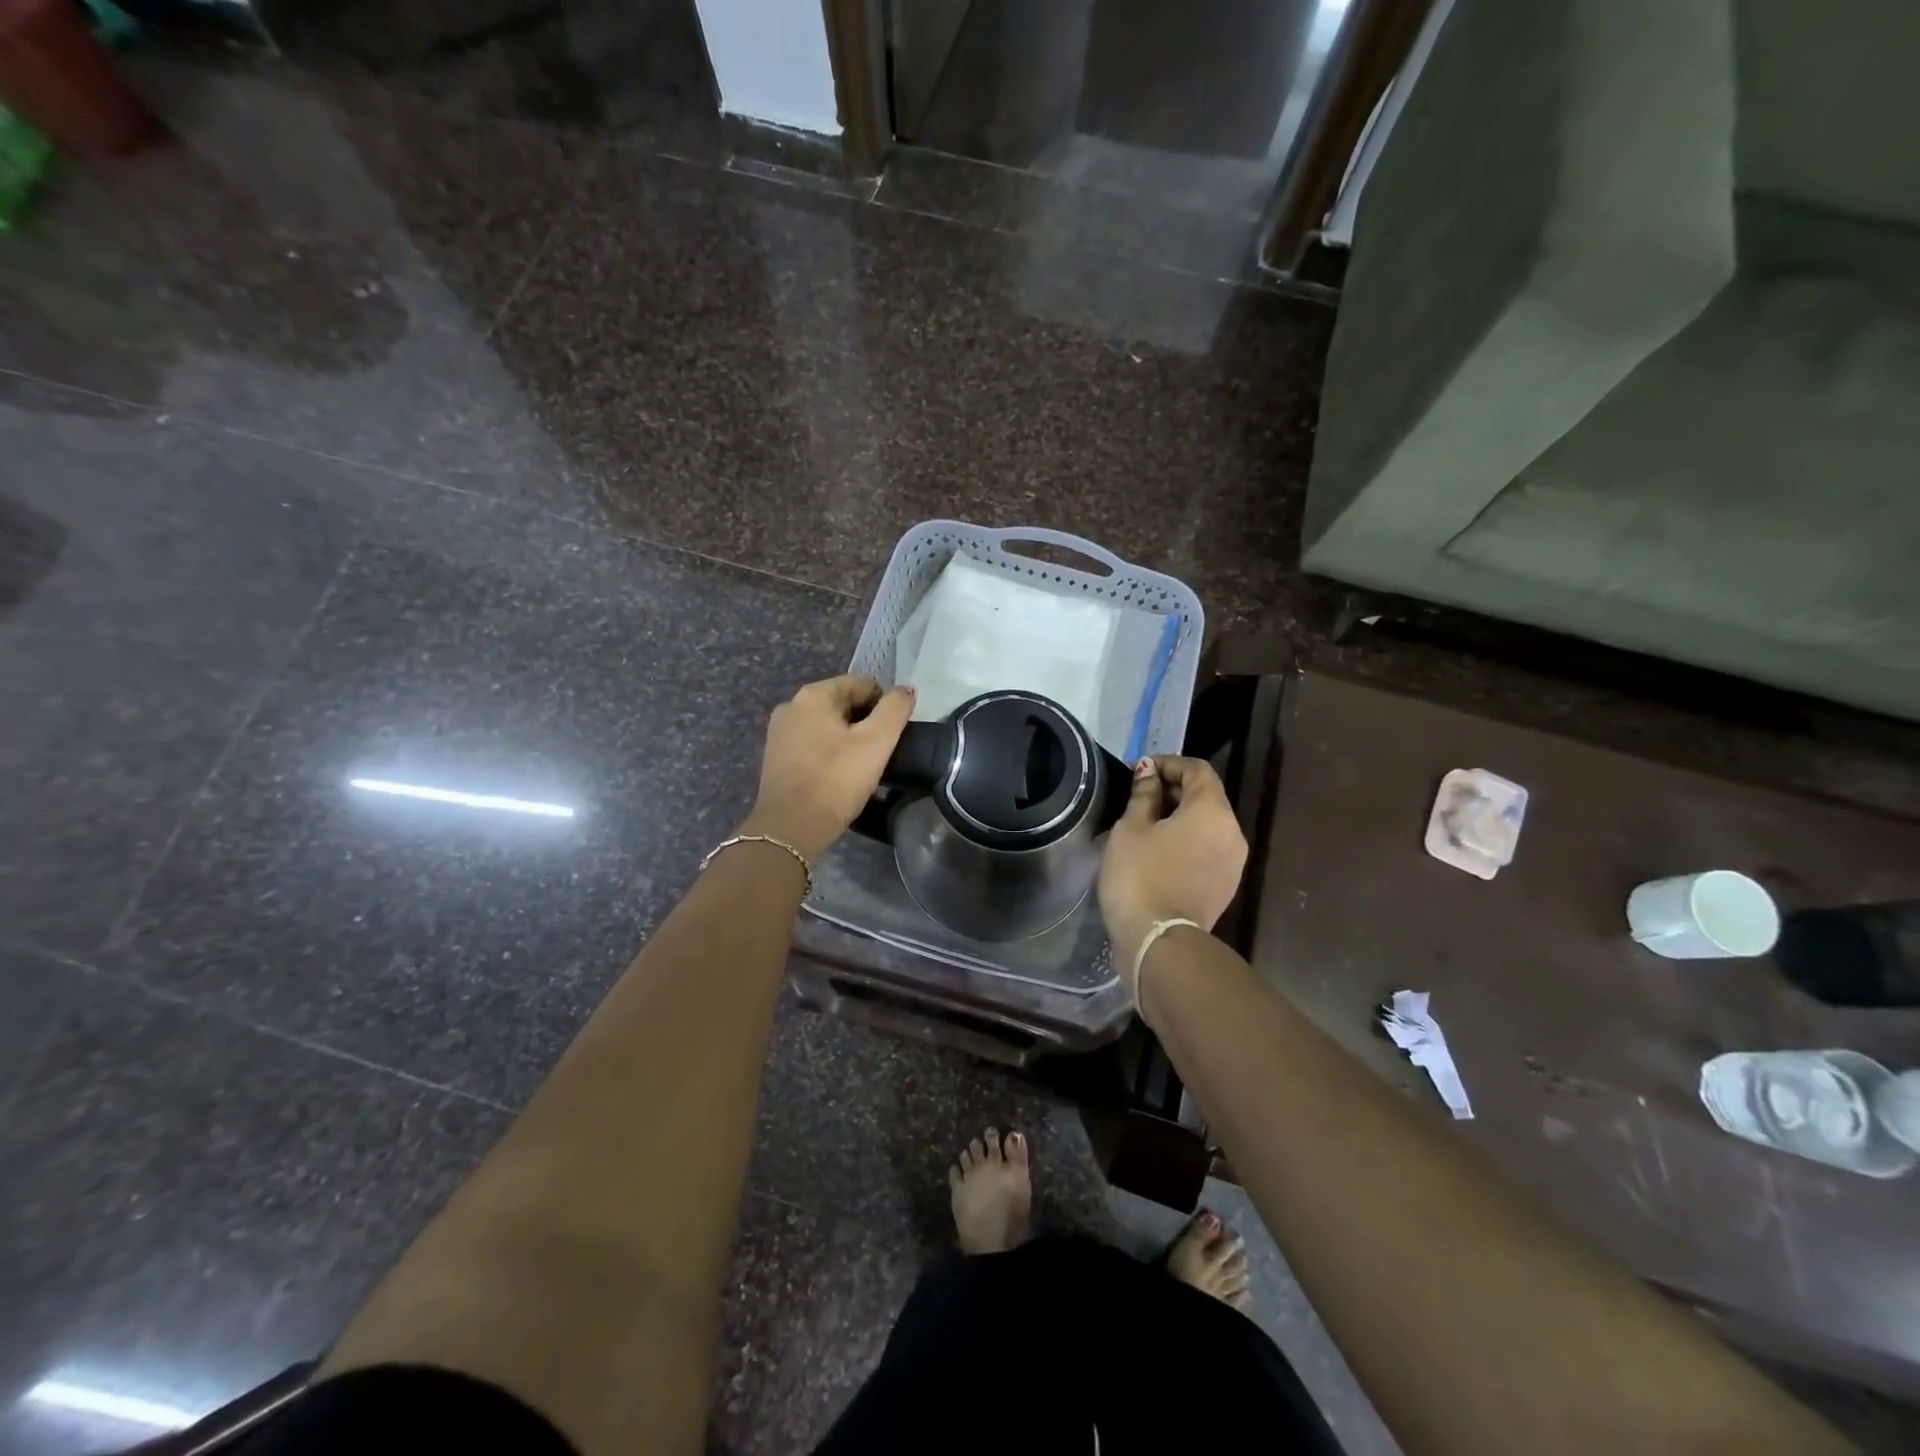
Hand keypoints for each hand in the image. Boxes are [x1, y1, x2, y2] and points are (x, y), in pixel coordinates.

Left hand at [742, 674, 915, 859]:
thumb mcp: (876, 742)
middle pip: (843, 702)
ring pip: (827, 724)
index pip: (862, 684)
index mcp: (813, 695)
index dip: (885, 705)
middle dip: (865, 722)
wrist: (790, 828)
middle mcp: (791, 705)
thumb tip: (906, 691)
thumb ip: (895, 710)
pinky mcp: (776, 756)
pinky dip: (830, 752)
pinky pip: (812, 743)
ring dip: (848, 738)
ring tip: (862, 765)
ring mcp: (779, 732)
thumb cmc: (836, 780)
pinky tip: (839, 774)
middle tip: (880, 752)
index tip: (893, 735)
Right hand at [1098, 756, 1247, 995]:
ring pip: (1208, 824)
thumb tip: (1149, 772)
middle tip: (1138, 796)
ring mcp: (1233, 862)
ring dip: (1180, 816)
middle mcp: (1233, 832)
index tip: (1140, 771)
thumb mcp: (1132, 828)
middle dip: (1174, 790)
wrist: (1158, 941)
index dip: (1169, 763)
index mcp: (1213, 811)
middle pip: (1206, 796)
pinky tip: (1158, 851)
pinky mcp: (1225, 885)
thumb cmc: (1140, 876)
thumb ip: (1144, 794)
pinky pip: (1208, 849)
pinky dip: (1187, 840)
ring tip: (1145, 824)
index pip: (1198, 770)